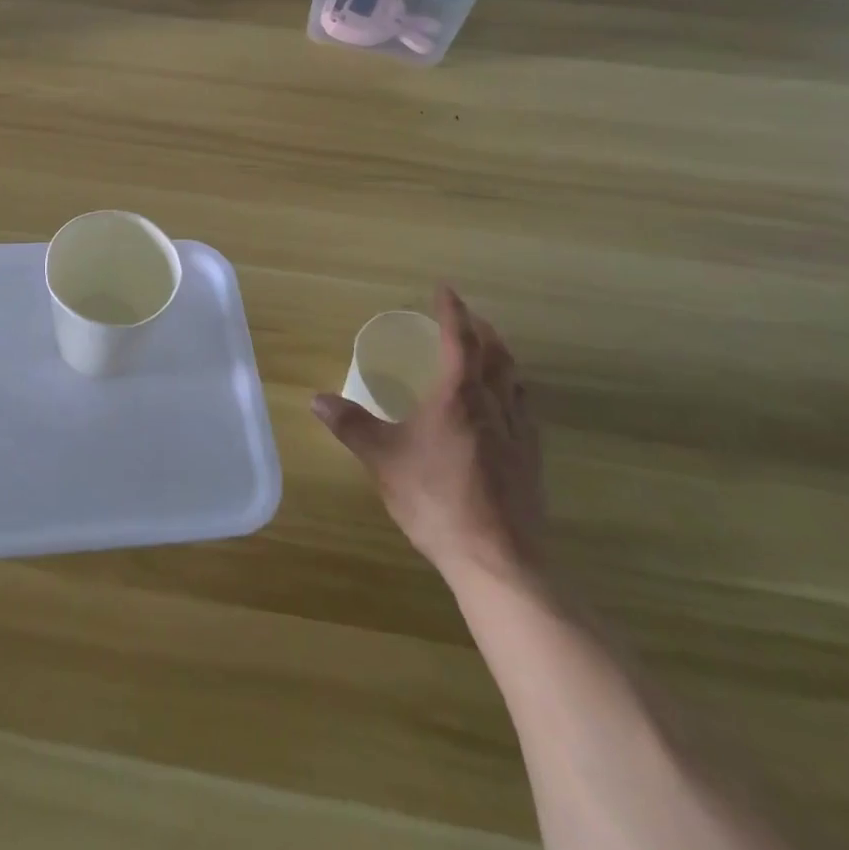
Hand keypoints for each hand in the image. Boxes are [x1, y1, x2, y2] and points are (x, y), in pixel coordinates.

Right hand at [312, 287, 543, 589]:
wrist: (498, 560)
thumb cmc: (436, 499)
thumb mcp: (382, 459)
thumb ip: (351, 426)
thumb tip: (316, 399)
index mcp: (457, 395)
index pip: (459, 339)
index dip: (452, 311)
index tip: (444, 289)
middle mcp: (493, 404)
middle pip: (495, 353)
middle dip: (481, 329)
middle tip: (466, 318)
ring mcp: (519, 432)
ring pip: (515, 379)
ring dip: (502, 356)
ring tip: (489, 352)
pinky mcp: (532, 460)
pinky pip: (525, 409)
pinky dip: (514, 391)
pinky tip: (506, 406)